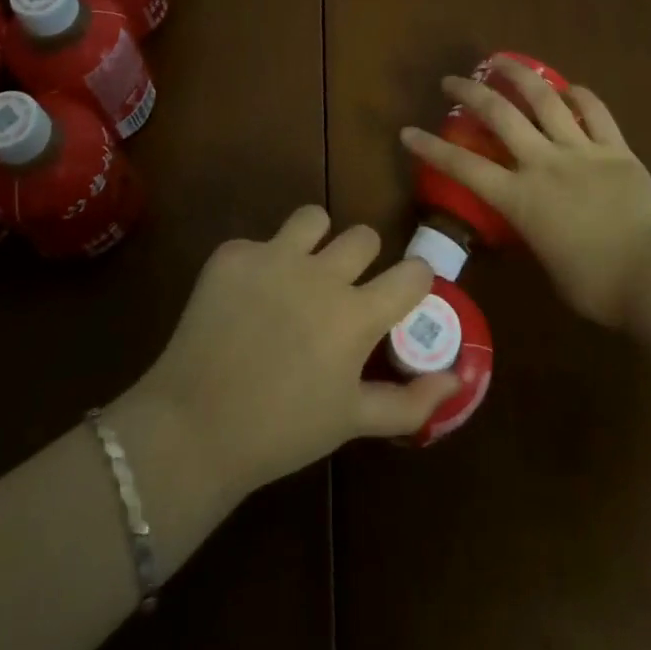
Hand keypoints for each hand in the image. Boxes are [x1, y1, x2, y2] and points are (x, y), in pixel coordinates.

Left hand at [120, 207, 461, 501]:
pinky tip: (244, 301)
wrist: (194, 428)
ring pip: (313, 218)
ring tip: (297, 273)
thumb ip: (410, 401)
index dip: (414, 280)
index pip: (413, 272)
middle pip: (364, 235)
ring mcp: (274, 256)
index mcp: (356, 315)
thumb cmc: (282, 431)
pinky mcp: (233, 254)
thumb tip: (455, 377)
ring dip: (314, 241)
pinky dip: (259, 265)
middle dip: (361, 259)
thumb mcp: (352, 422)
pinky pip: (259, 242)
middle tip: (341, 290)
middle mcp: (321, 274)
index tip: (402, 293)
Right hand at [400, 57, 650, 327]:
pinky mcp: (616, 149)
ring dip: (518, 75)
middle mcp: (544, 163)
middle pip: (500, 116)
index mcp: (521, 199)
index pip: (463, 167)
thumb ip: (534, 235)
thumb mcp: (550, 266)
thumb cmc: (600, 288)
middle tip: (451, 81)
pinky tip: (569, 87)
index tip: (407, 131)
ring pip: (544, 99)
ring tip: (500, 60)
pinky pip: (595, 112)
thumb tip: (534, 224)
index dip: (431, 148)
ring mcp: (582, 151)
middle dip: (469, 93)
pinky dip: (579, 96)